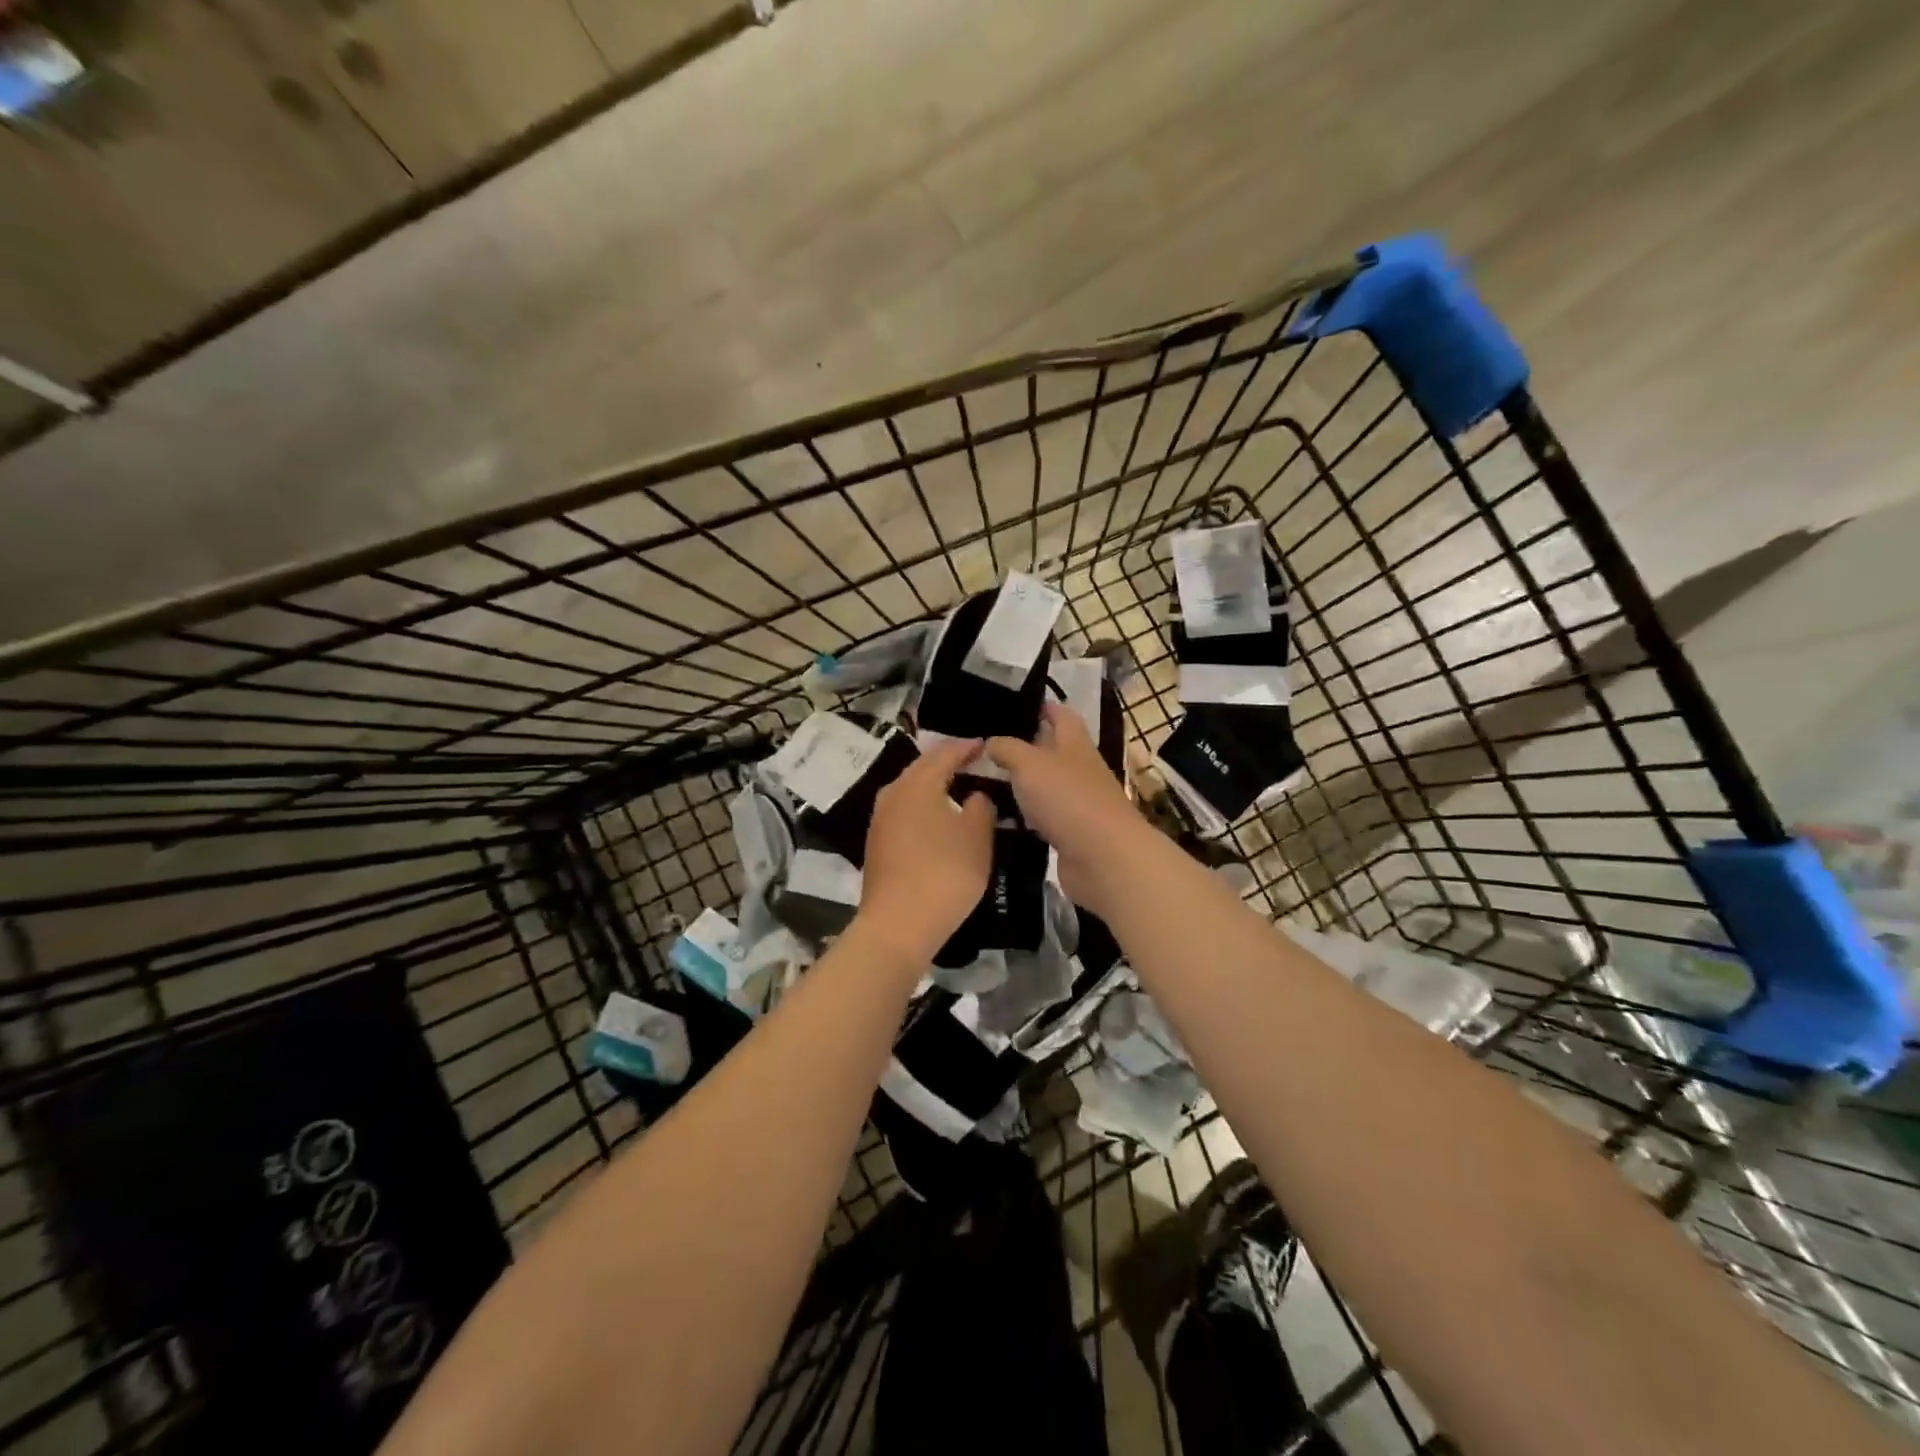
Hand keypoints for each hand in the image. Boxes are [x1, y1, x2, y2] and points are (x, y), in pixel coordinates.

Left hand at [858, 738, 995, 964]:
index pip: (945, 753)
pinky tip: (938, 821)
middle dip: (948, 764)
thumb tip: (975, 794)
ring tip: (959, 791)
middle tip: (974, 764)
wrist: (899, 925)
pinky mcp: (877, 844)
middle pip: (923, 769)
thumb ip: (981, 806)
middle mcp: (893, 793)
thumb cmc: (944, 872)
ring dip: (934, 787)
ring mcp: (880, 820)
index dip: (967, 747)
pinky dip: (923, 809)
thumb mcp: (977, 836)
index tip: (985, 746)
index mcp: (917, 783)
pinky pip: (904, 813)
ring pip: (911, 791)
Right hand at [987, 702, 1144, 910]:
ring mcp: (1078, 804)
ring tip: (986, 780)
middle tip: (989, 746)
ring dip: (1024, 784)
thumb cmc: (1068, 798)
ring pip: (1047, 786)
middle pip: (1054, 751)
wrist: (1103, 858)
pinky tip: (1002, 818)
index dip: (1044, 707)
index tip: (1018, 704)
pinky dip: (1026, 817)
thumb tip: (991, 741)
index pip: (1062, 715)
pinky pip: (1044, 818)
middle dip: (1027, 747)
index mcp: (1075, 744)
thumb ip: (1008, 749)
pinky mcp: (1072, 835)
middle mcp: (1080, 770)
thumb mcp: (1030, 764)